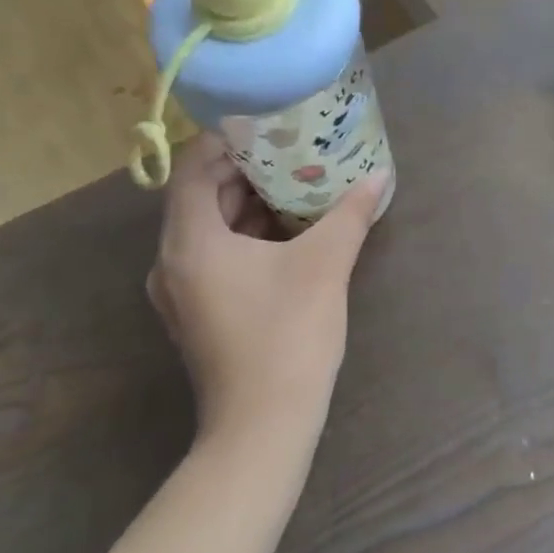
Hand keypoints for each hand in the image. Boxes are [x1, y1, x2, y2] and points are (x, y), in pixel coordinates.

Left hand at [149, 137, 388, 446]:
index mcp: (190, 243)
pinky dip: (247, 235)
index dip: (225, 142)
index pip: (193, 170)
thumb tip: (380, 175)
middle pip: (201, 197)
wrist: (263, 427)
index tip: (266, 125)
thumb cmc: (288, 334)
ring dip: (249, 204)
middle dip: (246, 170)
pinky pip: (217, 256)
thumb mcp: (325, 263)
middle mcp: (174, 263)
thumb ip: (350, 212)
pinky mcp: (200, 313)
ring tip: (296, 181)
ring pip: (211, 229)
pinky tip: (290, 230)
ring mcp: (183, 293)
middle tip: (291, 148)